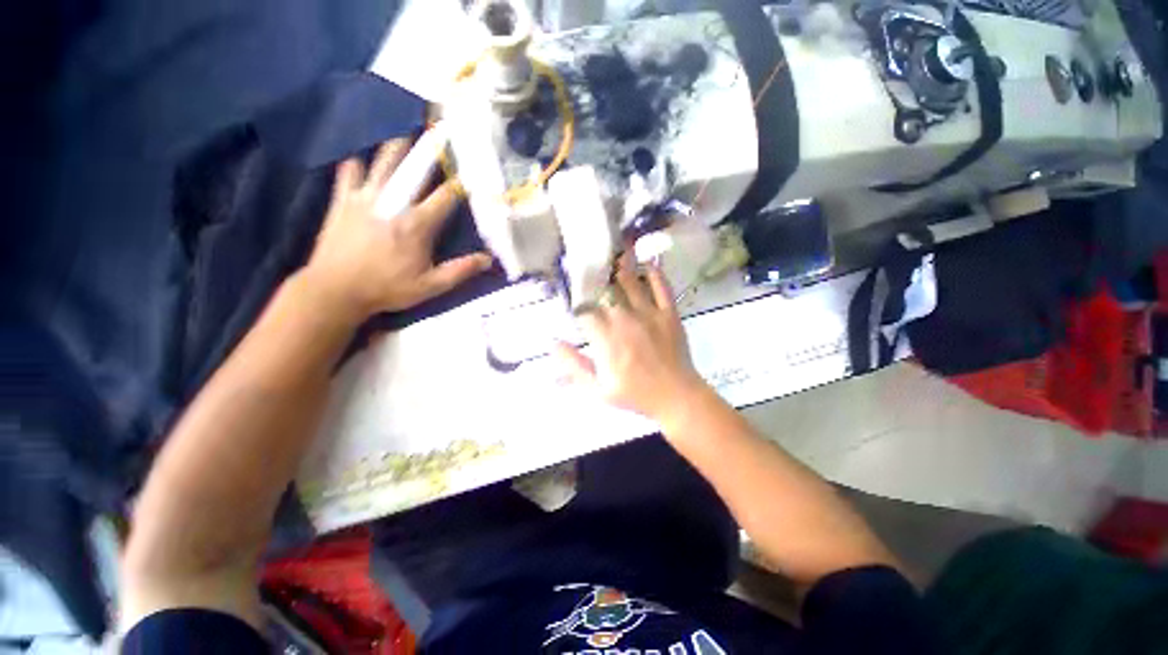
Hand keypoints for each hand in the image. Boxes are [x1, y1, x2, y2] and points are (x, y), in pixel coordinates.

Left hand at [301, 137, 493, 321]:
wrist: (335, 290)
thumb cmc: (387, 288)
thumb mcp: (431, 286)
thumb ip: (460, 271)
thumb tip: (488, 259)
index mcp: (417, 224)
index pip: (445, 197)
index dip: (461, 184)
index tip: (472, 173)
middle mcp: (393, 203)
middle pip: (414, 169)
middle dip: (430, 149)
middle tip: (440, 129)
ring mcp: (365, 197)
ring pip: (383, 162)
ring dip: (397, 147)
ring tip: (405, 133)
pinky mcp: (342, 200)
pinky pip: (349, 172)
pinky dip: (357, 164)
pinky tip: (363, 161)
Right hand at [555, 255, 708, 423]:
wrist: (676, 397)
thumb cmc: (635, 394)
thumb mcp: (598, 389)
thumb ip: (574, 366)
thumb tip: (554, 343)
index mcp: (606, 339)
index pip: (585, 309)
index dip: (576, 299)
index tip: (572, 291)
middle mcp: (625, 320)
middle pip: (605, 290)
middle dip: (595, 275)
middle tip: (588, 261)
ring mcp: (650, 315)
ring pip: (631, 282)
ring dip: (620, 266)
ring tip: (613, 250)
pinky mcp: (670, 313)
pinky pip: (662, 286)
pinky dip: (654, 272)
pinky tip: (646, 263)